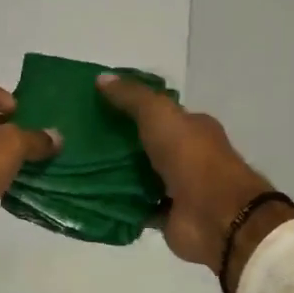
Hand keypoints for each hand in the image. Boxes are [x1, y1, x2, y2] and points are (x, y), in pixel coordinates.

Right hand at [95, 74, 293, 292]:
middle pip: (147, 145)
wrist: (215, 215)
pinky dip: (118, 204)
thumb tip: (101, 77)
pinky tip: (91, 196)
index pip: (159, 113)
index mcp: (192, 127)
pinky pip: (137, 207)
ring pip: (141, 176)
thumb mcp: (159, 114)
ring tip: (78, 166)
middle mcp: (187, 155)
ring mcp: (178, 187)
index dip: (130, 107)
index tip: (96, 106)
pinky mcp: (167, 215)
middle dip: (117, 142)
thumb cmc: (190, 156)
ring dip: (115, 173)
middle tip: (79, 138)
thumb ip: (132, 96)